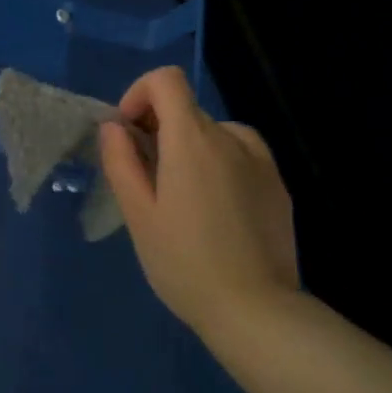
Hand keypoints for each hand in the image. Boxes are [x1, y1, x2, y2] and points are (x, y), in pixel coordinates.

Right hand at [97, 66, 298, 339]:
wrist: (257, 313)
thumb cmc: (185, 263)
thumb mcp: (138, 214)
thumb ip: (120, 160)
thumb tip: (113, 125)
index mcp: (192, 139)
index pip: (166, 80)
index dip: (140, 94)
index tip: (129, 133)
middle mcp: (230, 137)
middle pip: (187, 110)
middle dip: (160, 131)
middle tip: (149, 181)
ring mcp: (261, 161)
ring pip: (214, 133)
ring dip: (191, 148)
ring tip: (184, 199)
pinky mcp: (278, 185)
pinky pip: (241, 156)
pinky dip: (221, 165)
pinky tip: (217, 212)